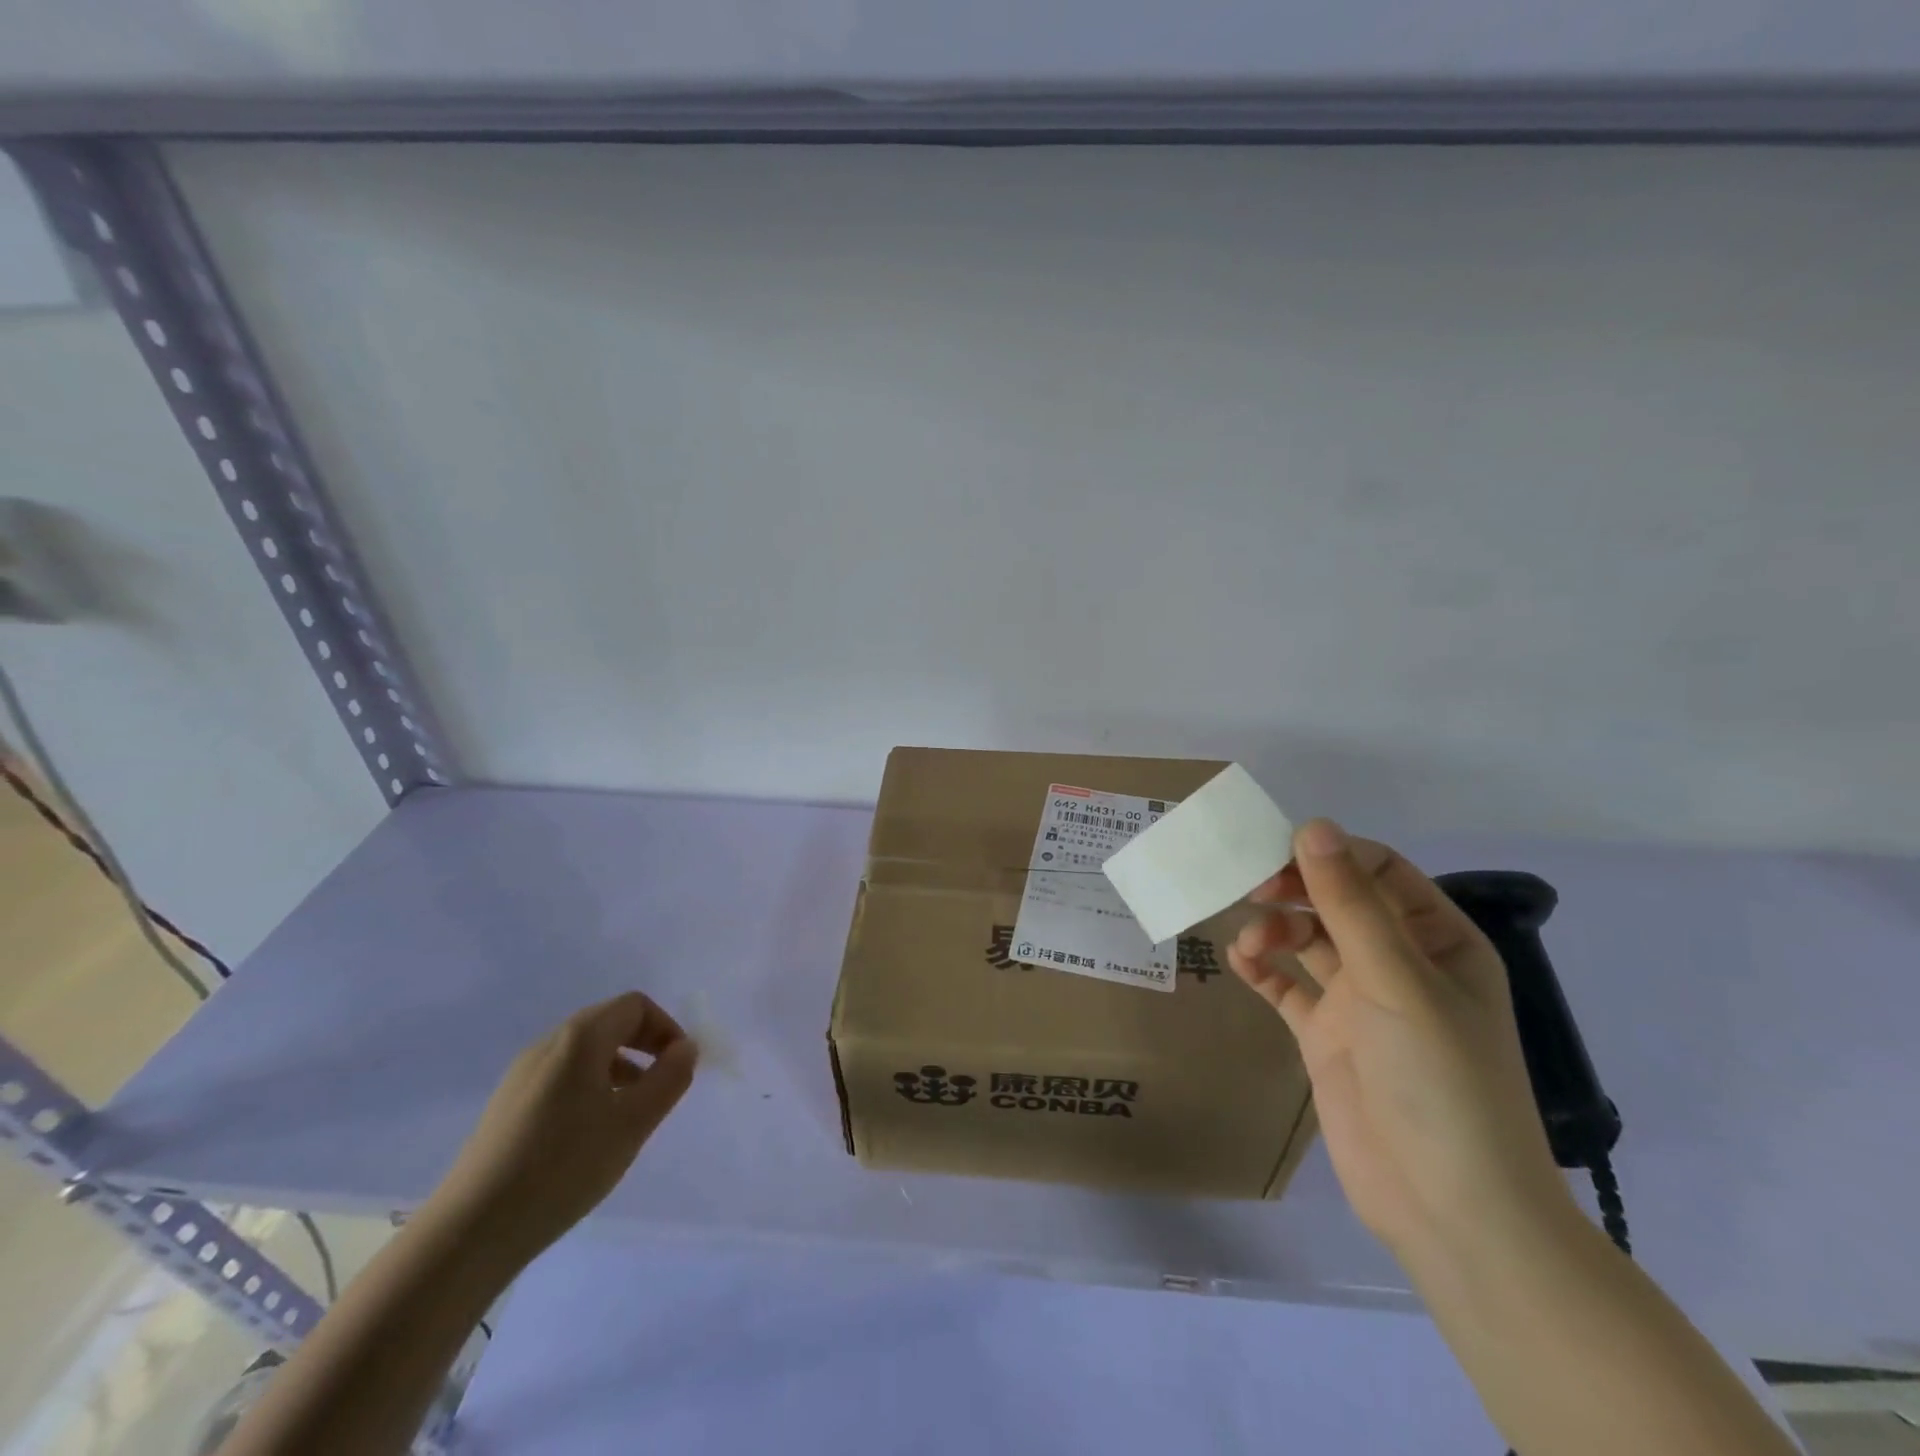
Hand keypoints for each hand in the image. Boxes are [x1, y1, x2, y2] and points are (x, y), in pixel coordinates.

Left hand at [423, 993, 696, 1265]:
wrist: (470, 1232)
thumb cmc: (563, 1167)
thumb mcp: (633, 1123)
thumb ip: (669, 1078)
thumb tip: (686, 1048)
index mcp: (580, 1038)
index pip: (635, 1006)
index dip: (666, 1028)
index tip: (678, 1068)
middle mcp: (549, 1043)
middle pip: (609, 1023)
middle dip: (644, 1046)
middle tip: (659, 1088)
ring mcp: (522, 1074)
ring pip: (585, 1052)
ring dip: (618, 1068)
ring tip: (627, 1115)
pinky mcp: (507, 1105)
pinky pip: (561, 1076)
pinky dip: (589, 1087)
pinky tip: (588, 1135)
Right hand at [1229, 819, 1569, 1261]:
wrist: (1449, 1208)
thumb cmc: (1441, 1081)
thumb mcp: (1397, 982)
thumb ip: (1350, 904)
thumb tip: (1312, 825)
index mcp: (1439, 940)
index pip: (1379, 871)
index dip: (1328, 856)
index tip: (1276, 857)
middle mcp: (1400, 963)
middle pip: (1337, 901)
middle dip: (1294, 890)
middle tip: (1251, 891)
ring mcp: (1361, 1001)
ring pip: (1308, 939)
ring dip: (1275, 929)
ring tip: (1249, 943)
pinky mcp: (1327, 1037)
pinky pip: (1288, 987)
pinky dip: (1263, 970)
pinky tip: (1242, 963)